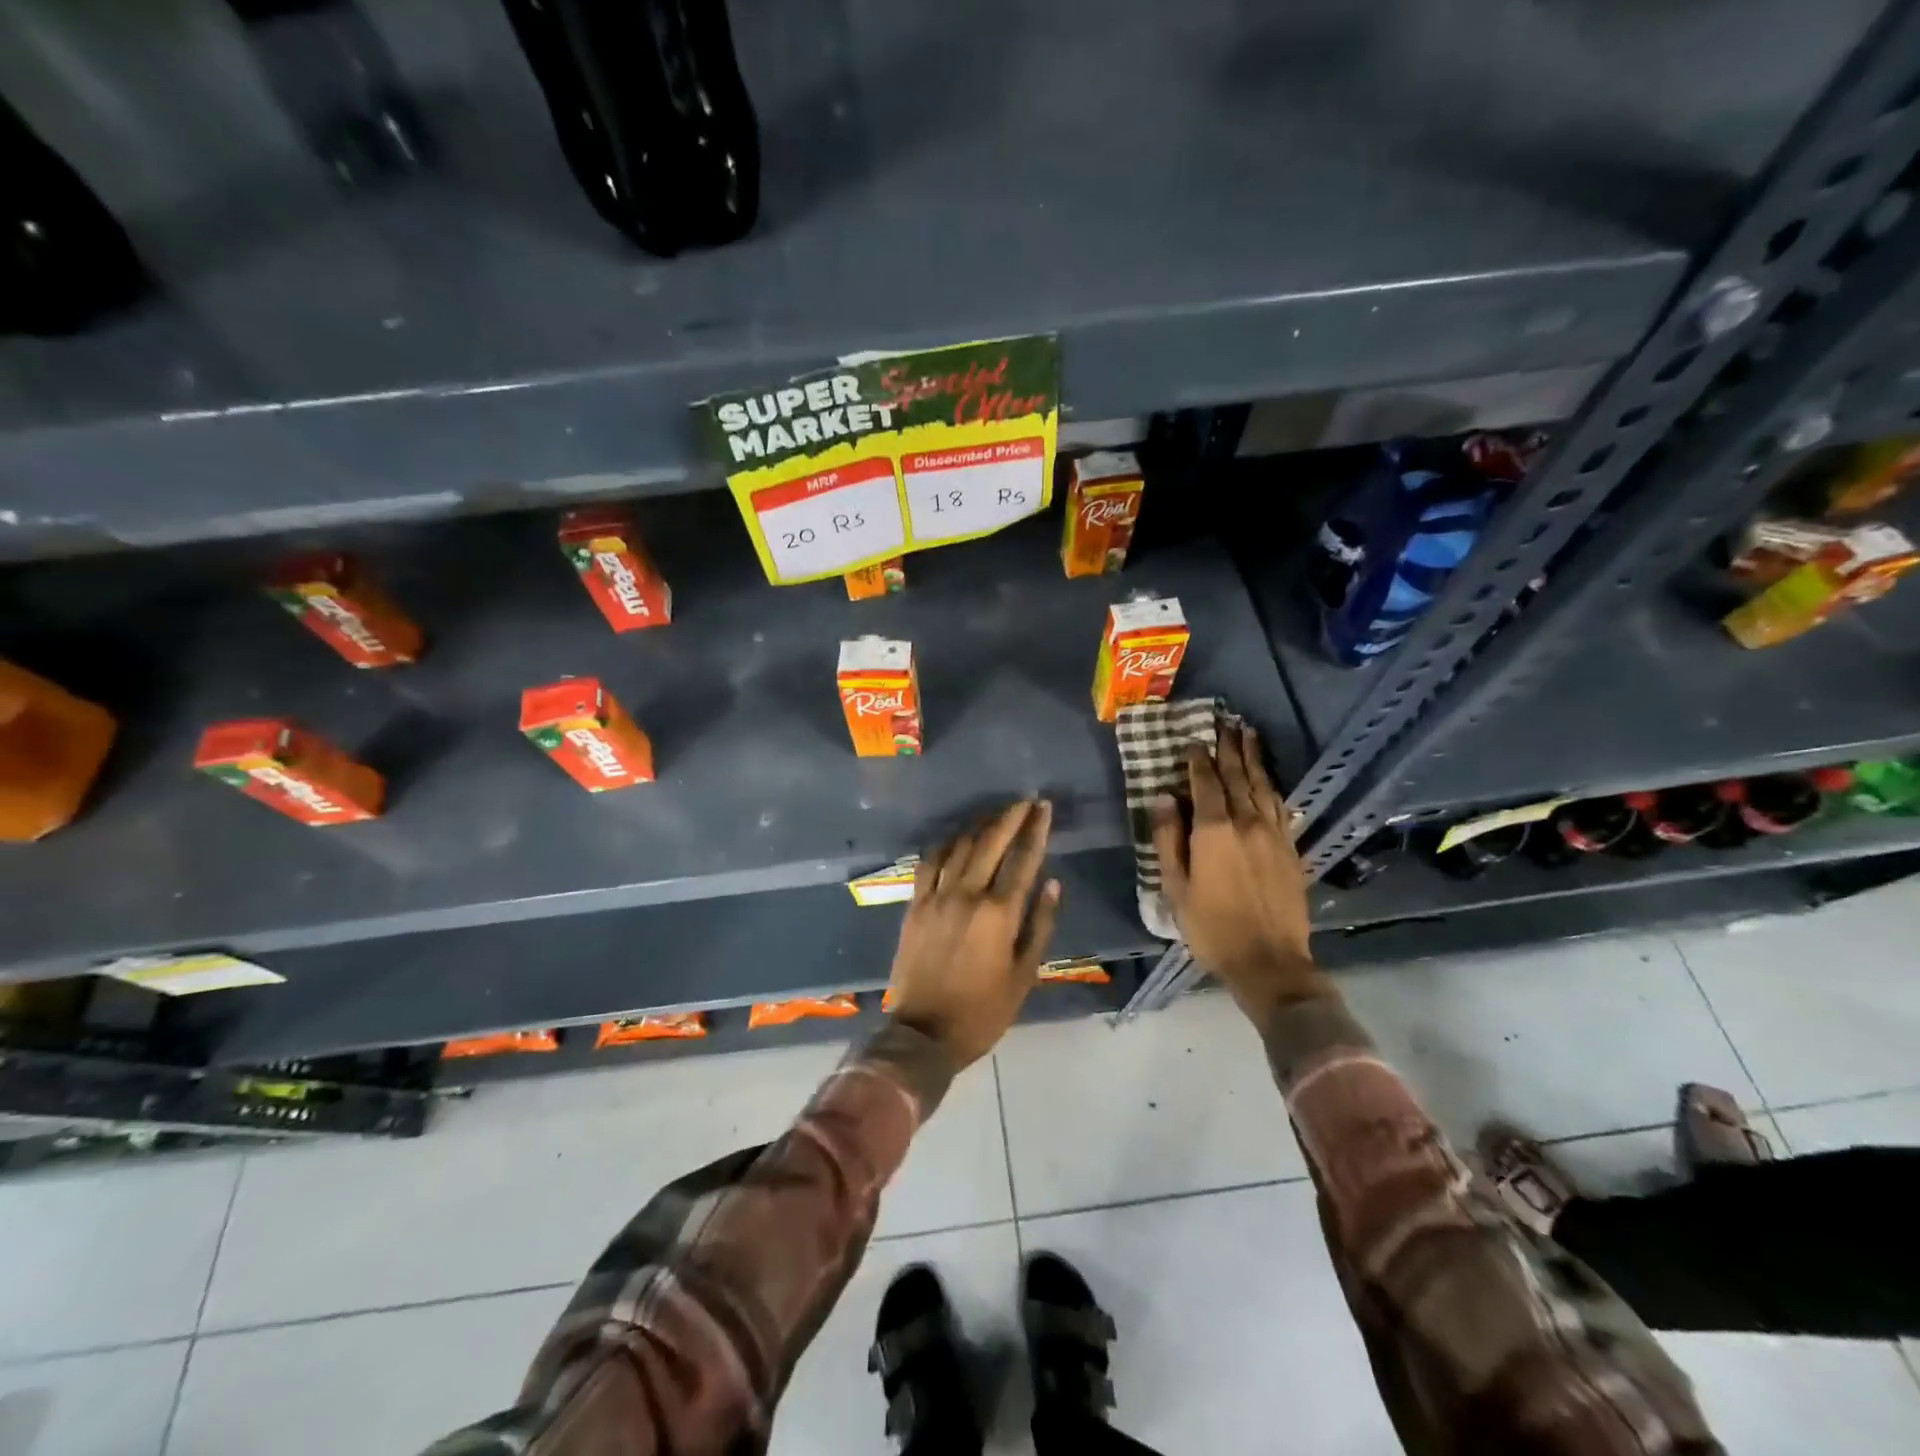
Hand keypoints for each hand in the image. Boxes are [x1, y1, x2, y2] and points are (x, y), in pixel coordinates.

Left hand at [885, 799, 1060, 1068]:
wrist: (924, 1033)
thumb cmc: (983, 1010)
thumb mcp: (1024, 975)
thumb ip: (1039, 925)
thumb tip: (1052, 883)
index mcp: (998, 913)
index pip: (1023, 859)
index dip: (1036, 830)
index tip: (1044, 807)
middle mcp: (967, 895)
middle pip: (990, 842)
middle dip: (1010, 817)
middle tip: (1024, 801)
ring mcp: (936, 897)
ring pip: (959, 846)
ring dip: (979, 825)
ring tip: (995, 814)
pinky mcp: (915, 904)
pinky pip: (929, 863)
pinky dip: (945, 845)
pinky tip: (955, 838)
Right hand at [1150, 725, 1331, 1018]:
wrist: (1270, 961)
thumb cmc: (1212, 927)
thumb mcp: (1175, 887)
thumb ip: (1168, 839)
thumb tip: (1162, 797)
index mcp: (1214, 830)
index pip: (1205, 782)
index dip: (1197, 759)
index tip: (1192, 740)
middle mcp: (1247, 823)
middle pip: (1237, 776)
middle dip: (1229, 747)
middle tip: (1225, 721)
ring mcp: (1274, 834)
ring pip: (1262, 786)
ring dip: (1253, 758)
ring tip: (1247, 734)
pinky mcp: (1291, 849)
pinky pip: (1281, 807)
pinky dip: (1271, 787)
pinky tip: (1268, 779)